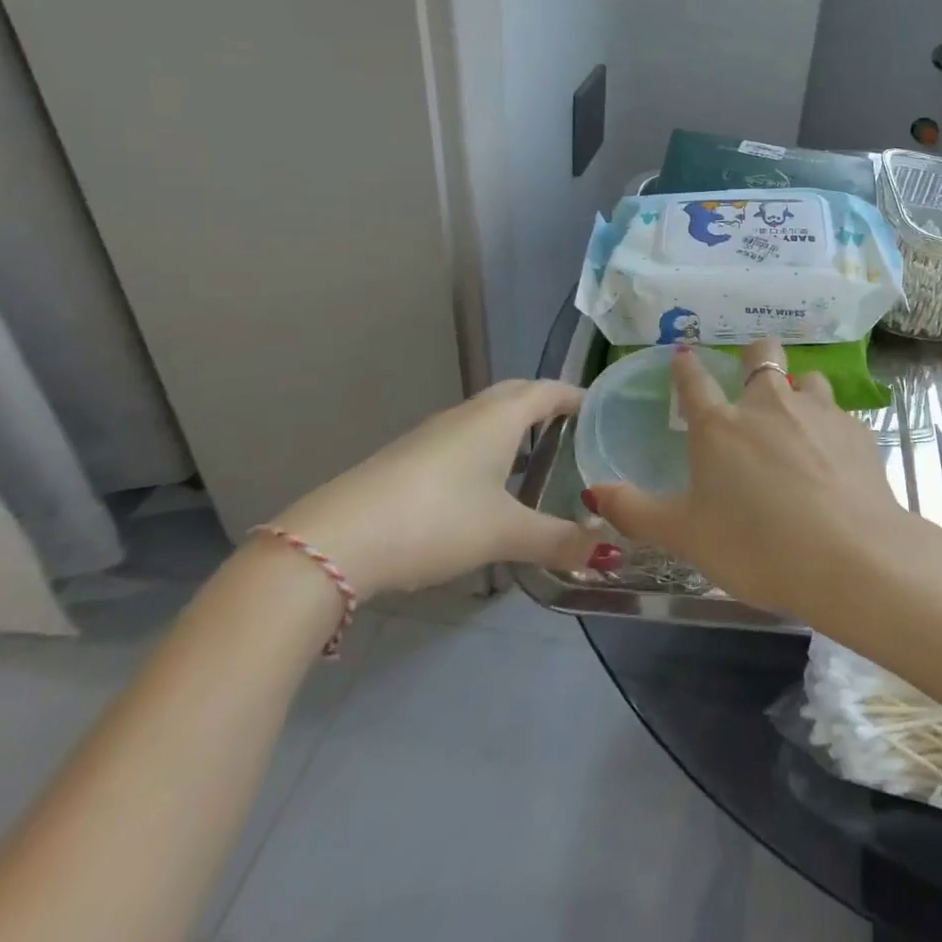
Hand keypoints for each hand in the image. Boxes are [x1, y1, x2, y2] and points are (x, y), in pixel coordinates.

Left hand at [272, 380, 615, 598]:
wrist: (336, 541)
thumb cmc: (437, 521)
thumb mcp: (504, 534)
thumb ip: (557, 540)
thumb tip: (606, 551)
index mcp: (500, 418)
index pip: (549, 390)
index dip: (577, 396)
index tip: (601, 409)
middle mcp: (468, 414)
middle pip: (516, 394)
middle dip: (546, 404)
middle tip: (573, 428)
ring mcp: (432, 433)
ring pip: (485, 415)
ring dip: (513, 425)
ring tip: (536, 454)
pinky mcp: (407, 457)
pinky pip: (461, 436)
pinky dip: (485, 445)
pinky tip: (484, 483)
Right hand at [586, 340, 919, 620]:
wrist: (849, 557)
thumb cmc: (756, 548)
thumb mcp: (686, 537)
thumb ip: (637, 511)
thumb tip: (594, 490)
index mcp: (720, 426)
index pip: (694, 380)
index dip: (686, 365)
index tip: (683, 355)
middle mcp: (769, 403)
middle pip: (762, 353)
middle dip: (755, 357)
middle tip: (753, 382)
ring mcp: (817, 411)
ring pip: (808, 378)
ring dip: (799, 391)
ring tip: (798, 423)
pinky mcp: (856, 429)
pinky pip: (838, 414)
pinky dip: (830, 428)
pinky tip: (833, 460)